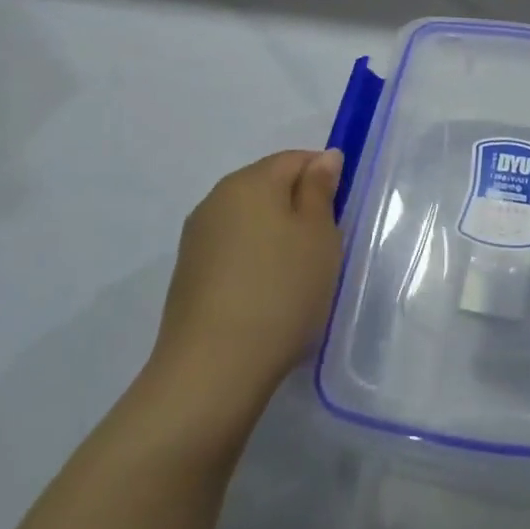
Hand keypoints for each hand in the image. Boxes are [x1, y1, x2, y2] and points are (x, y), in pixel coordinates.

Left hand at [141, 149, 344, 431]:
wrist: (213, 370)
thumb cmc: (281, 290)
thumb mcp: (319, 234)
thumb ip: (320, 189)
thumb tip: (324, 158)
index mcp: (249, 181)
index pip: (295, 159)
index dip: (323, 177)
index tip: (340, 214)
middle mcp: (216, 199)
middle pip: (269, 186)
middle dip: (299, 207)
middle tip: (324, 247)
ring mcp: (197, 238)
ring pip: (250, 220)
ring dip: (277, 236)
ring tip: (298, 276)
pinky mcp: (189, 274)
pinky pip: (233, 250)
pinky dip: (255, 261)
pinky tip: (268, 295)